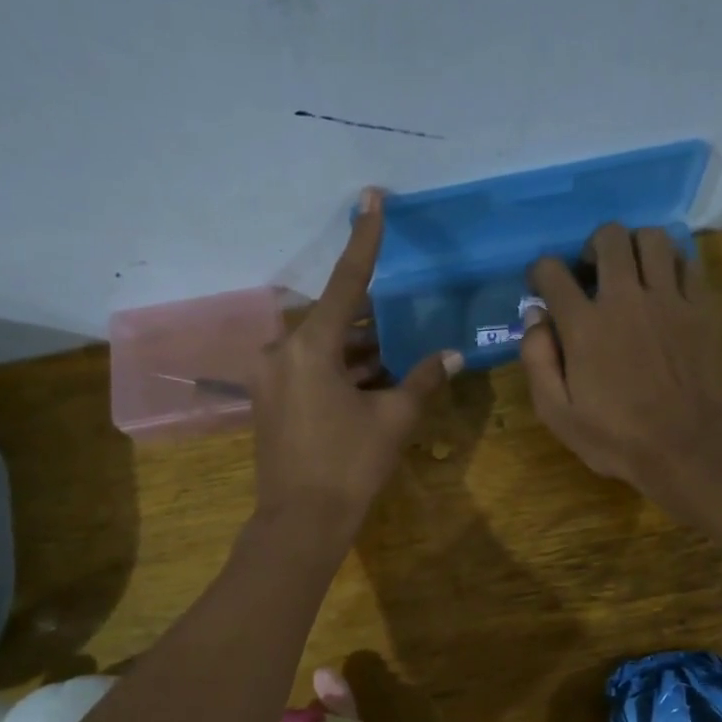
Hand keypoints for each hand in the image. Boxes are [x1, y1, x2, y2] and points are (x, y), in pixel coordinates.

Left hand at [250, 188, 460, 541]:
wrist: (300, 522)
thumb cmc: (349, 466)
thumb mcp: (393, 419)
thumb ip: (423, 380)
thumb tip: (452, 355)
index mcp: (309, 347)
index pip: (347, 283)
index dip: (364, 240)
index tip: (371, 198)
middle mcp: (281, 352)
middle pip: (333, 318)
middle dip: (369, 318)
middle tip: (402, 317)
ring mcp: (270, 377)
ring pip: (321, 347)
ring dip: (357, 348)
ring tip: (396, 351)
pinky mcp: (269, 400)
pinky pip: (308, 369)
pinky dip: (339, 369)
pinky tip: (372, 377)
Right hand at [519, 224, 721, 528]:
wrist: (690, 447)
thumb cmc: (617, 438)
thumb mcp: (557, 414)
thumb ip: (537, 361)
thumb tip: (534, 316)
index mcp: (584, 325)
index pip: (552, 272)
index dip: (540, 272)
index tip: (541, 286)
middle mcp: (625, 298)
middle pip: (609, 237)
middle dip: (591, 247)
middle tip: (590, 273)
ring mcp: (668, 298)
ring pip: (652, 238)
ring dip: (634, 246)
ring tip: (630, 272)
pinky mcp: (701, 307)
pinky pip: (687, 261)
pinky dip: (670, 263)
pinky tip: (663, 286)